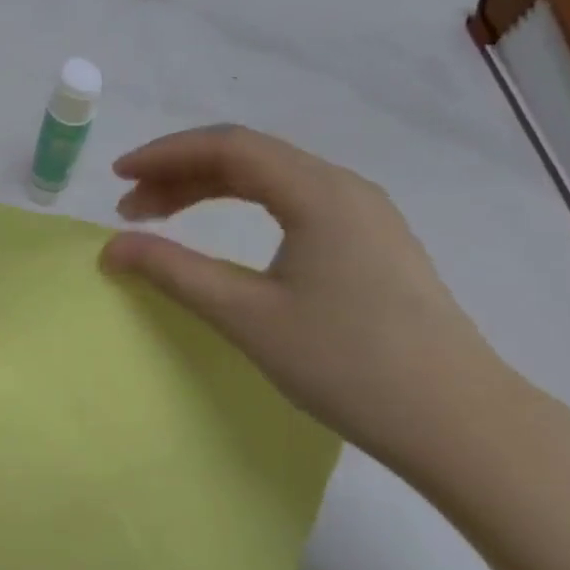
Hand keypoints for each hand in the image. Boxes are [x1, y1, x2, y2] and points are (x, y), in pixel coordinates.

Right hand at [101, 126, 537, 480]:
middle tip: (130, 208)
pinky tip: (223, 234)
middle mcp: (344, 188)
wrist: (457, 421)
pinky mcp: (372, 244)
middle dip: (181, 174)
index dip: (164, 155)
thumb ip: (175, 272)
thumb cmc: (346, 364)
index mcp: (319, 192)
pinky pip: (294, 204)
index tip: (117, 179)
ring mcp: (364, 215)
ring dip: (210, 190)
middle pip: (249, 158)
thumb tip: (112, 248)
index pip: (228, 147)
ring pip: (272, 181)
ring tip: (161, 219)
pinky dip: (244, 209)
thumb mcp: (247, 316)